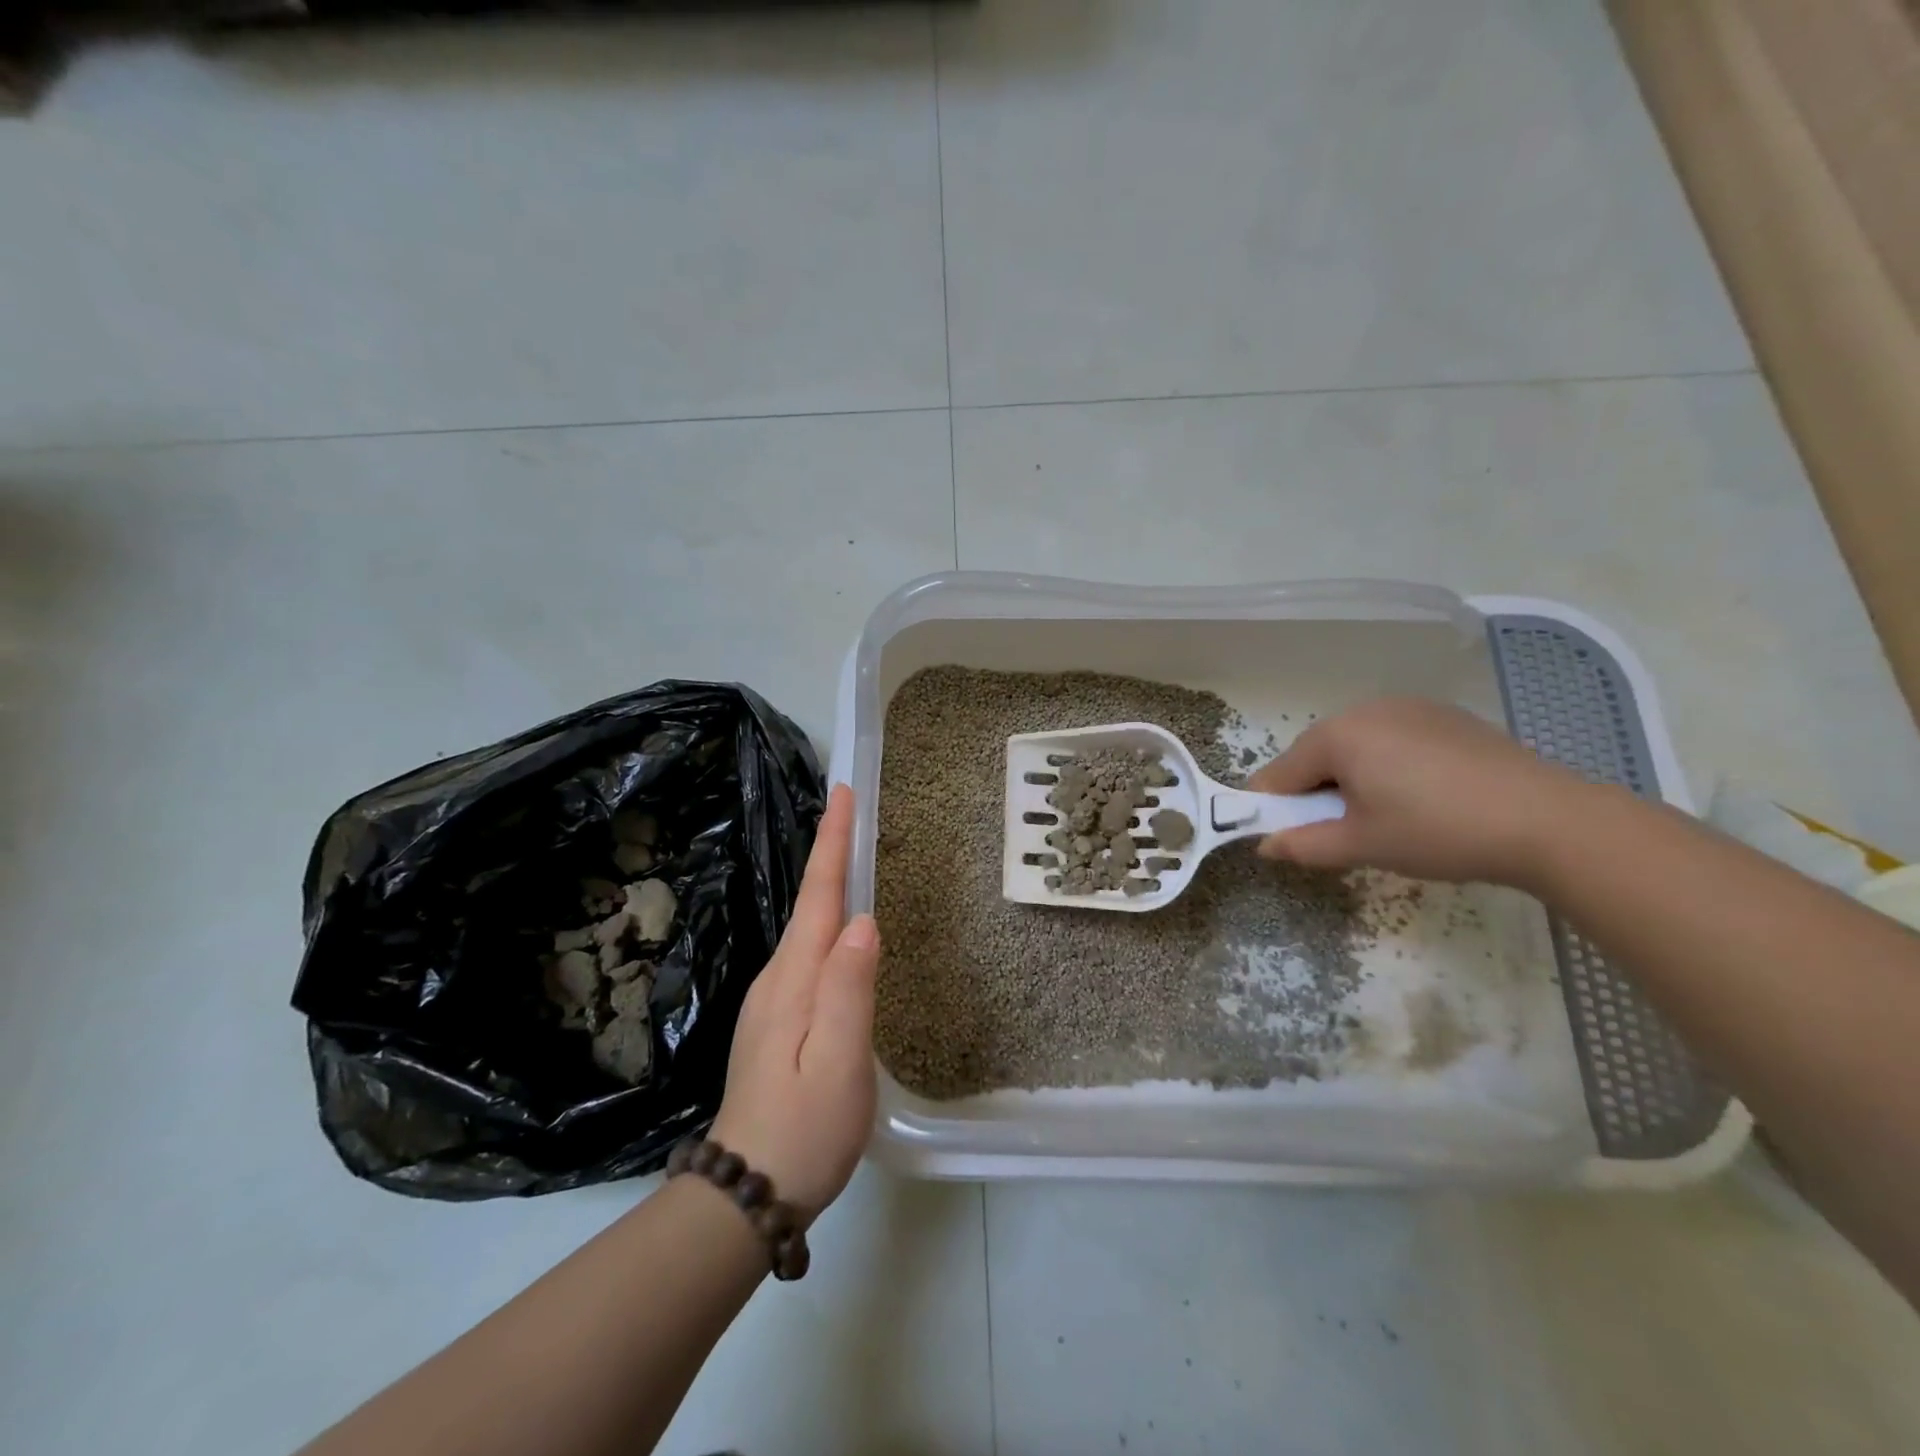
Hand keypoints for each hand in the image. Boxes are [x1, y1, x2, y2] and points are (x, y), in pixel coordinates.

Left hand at [710, 784, 877, 1220]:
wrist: (747, 1192)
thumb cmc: (804, 1129)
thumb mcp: (838, 1062)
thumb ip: (850, 990)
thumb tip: (863, 921)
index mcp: (795, 979)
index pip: (819, 896)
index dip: (831, 843)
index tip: (841, 794)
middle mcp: (779, 979)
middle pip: (810, 903)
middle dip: (829, 852)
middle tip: (850, 810)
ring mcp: (773, 1002)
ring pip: (807, 928)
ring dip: (827, 884)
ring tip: (849, 853)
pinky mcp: (777, 1022)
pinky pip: (807, 955)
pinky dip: (824, 924)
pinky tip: (839, 930)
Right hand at [1249, 698, 1586, 887]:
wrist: (1549, 820)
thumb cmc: (1436, 831)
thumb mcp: (1361, 846)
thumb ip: (1303, 844)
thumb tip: (1265, 845)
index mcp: (1336, 735)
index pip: (1279, 773)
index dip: (1272, 808)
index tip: (1284, 838)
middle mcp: (1365, 709)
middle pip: (1316, 755)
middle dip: (1316, 792)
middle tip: (1344, 833)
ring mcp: (1409, 707)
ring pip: (1356, 747)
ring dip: (1353, 779)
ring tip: (1387, 817)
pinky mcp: (1445, 717)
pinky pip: (1393, 740)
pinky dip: (1389, 766)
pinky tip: (1423, 797)